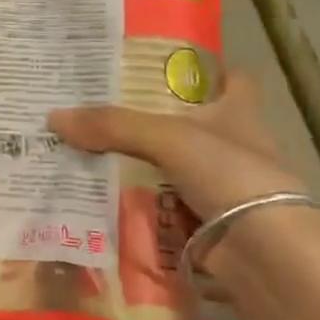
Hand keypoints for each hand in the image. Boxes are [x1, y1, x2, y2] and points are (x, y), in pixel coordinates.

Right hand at [48, 69, 306, 223]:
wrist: (266, 253)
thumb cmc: (230, 174)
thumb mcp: (168, 137)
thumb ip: (113, 125)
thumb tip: (54, 117)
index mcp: (239, 112)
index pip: (232, 79)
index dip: (206, 69)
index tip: (165, 66)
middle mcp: (235, 145)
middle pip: (192, 124)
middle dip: (153, 120)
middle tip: (102, 111)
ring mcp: (224, 187)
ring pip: (175, 168)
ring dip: (142, 165)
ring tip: (90, 153)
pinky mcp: (210, 223)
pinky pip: (166, 207)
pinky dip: (141, 205)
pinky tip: (105, 198)